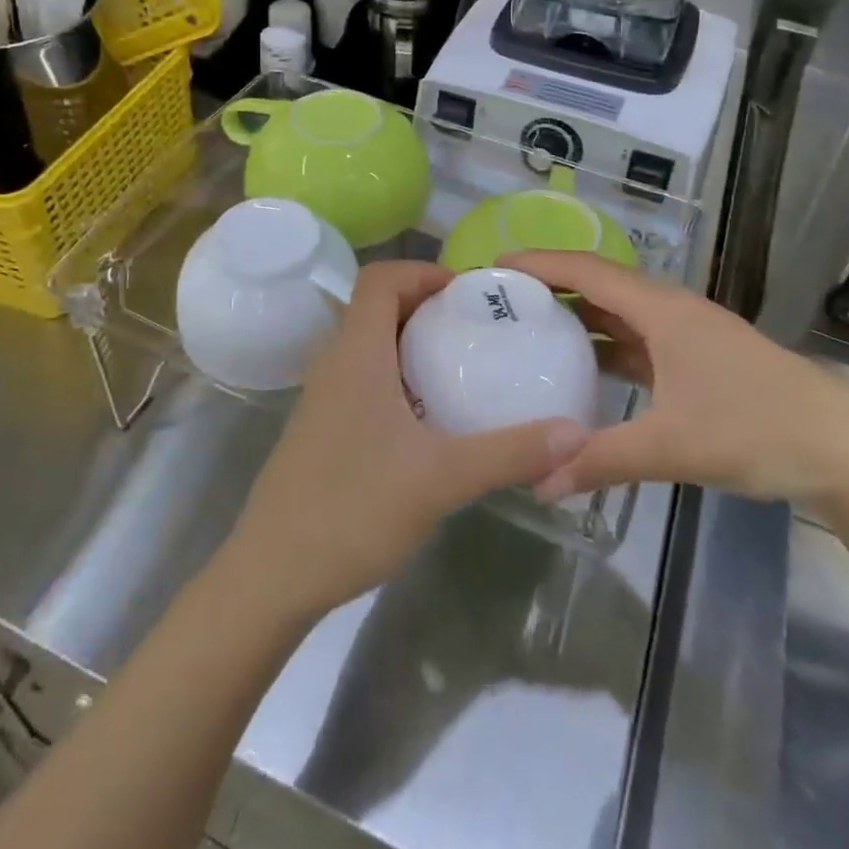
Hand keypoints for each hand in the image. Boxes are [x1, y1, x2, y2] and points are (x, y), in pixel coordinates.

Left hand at [220, 261, 590, 623]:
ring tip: (460, 368)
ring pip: (368, 345)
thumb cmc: (352, 510)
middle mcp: (334, 364)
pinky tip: (428, 420)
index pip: (379, 279)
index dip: (422, 272)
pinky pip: (361, 379)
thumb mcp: (441, 479)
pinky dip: (396, 377)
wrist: (272, 576)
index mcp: (356, 354)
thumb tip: (576, 433)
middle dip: (426, 307)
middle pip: (375, 307)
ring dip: (411, 343)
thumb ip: (510, 453)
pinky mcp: (321, 430)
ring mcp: (322, 398)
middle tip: (475, 329)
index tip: (467, 295)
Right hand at [507, 251, 848, 511]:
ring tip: (531, 330)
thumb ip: (601, 460)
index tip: (494, 266)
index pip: (587, 271)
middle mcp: (671, 310)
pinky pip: (639, 341)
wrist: (846, 450)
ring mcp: (688, 335)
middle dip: (551, 287)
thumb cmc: (757, 428)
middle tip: (503, 302)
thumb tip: (538, 482)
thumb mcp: (672, 445)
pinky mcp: (699, 360)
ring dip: (579, 318)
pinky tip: (586, 370)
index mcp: (662, 309)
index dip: (540, 263)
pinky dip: (607, 347)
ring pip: (621, 315)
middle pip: (600, 285)